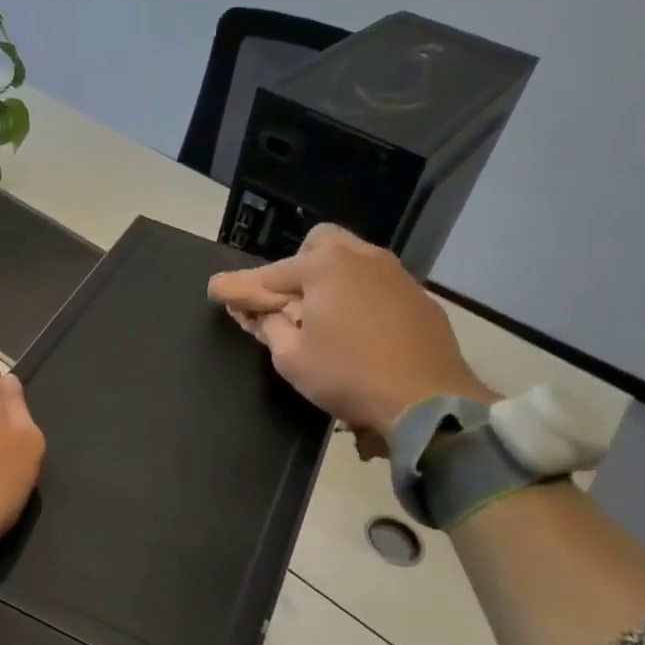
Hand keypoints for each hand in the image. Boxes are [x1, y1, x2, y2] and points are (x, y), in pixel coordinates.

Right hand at [208, 224, 494, 447]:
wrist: (427, 399)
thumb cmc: (349, 376)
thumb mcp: (292, 358)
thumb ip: (269, 327)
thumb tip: (258, 312)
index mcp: (324, 267)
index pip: (269, 274)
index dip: (240, 287)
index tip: (217, 290)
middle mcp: (361, 257)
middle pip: (319, 244)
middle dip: (297, 267)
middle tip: (290, 303)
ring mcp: (395, 274)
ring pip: (353, 259)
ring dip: (331, 279)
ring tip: (325, 315)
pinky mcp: (418, 296)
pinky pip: (379, 283)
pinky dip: (361, 295)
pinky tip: (361, 328)